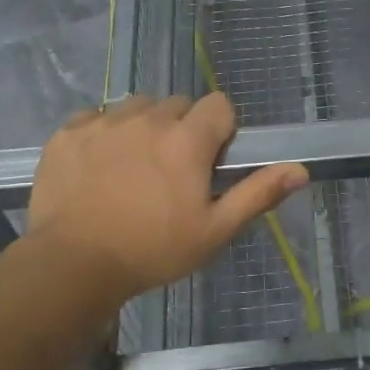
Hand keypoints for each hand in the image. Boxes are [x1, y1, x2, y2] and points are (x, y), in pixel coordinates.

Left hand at [26, 92, 307, 305]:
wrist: (72, 265)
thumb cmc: (152, 250)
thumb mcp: (214, 231)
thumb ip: (258, 194)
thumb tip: (301, 169)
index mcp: (187, 139)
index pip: (219, 104)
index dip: (220, 130)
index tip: (210, 161)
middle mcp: (148, 118)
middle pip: (177, 105)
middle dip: (182, 130)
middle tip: (172, 172)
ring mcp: (105, 122)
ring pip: (137, 108)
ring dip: (144, 127)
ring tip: (134, 168)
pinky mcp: (69, 132)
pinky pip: (97, 118)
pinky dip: (104, 134)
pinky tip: (99, 168)